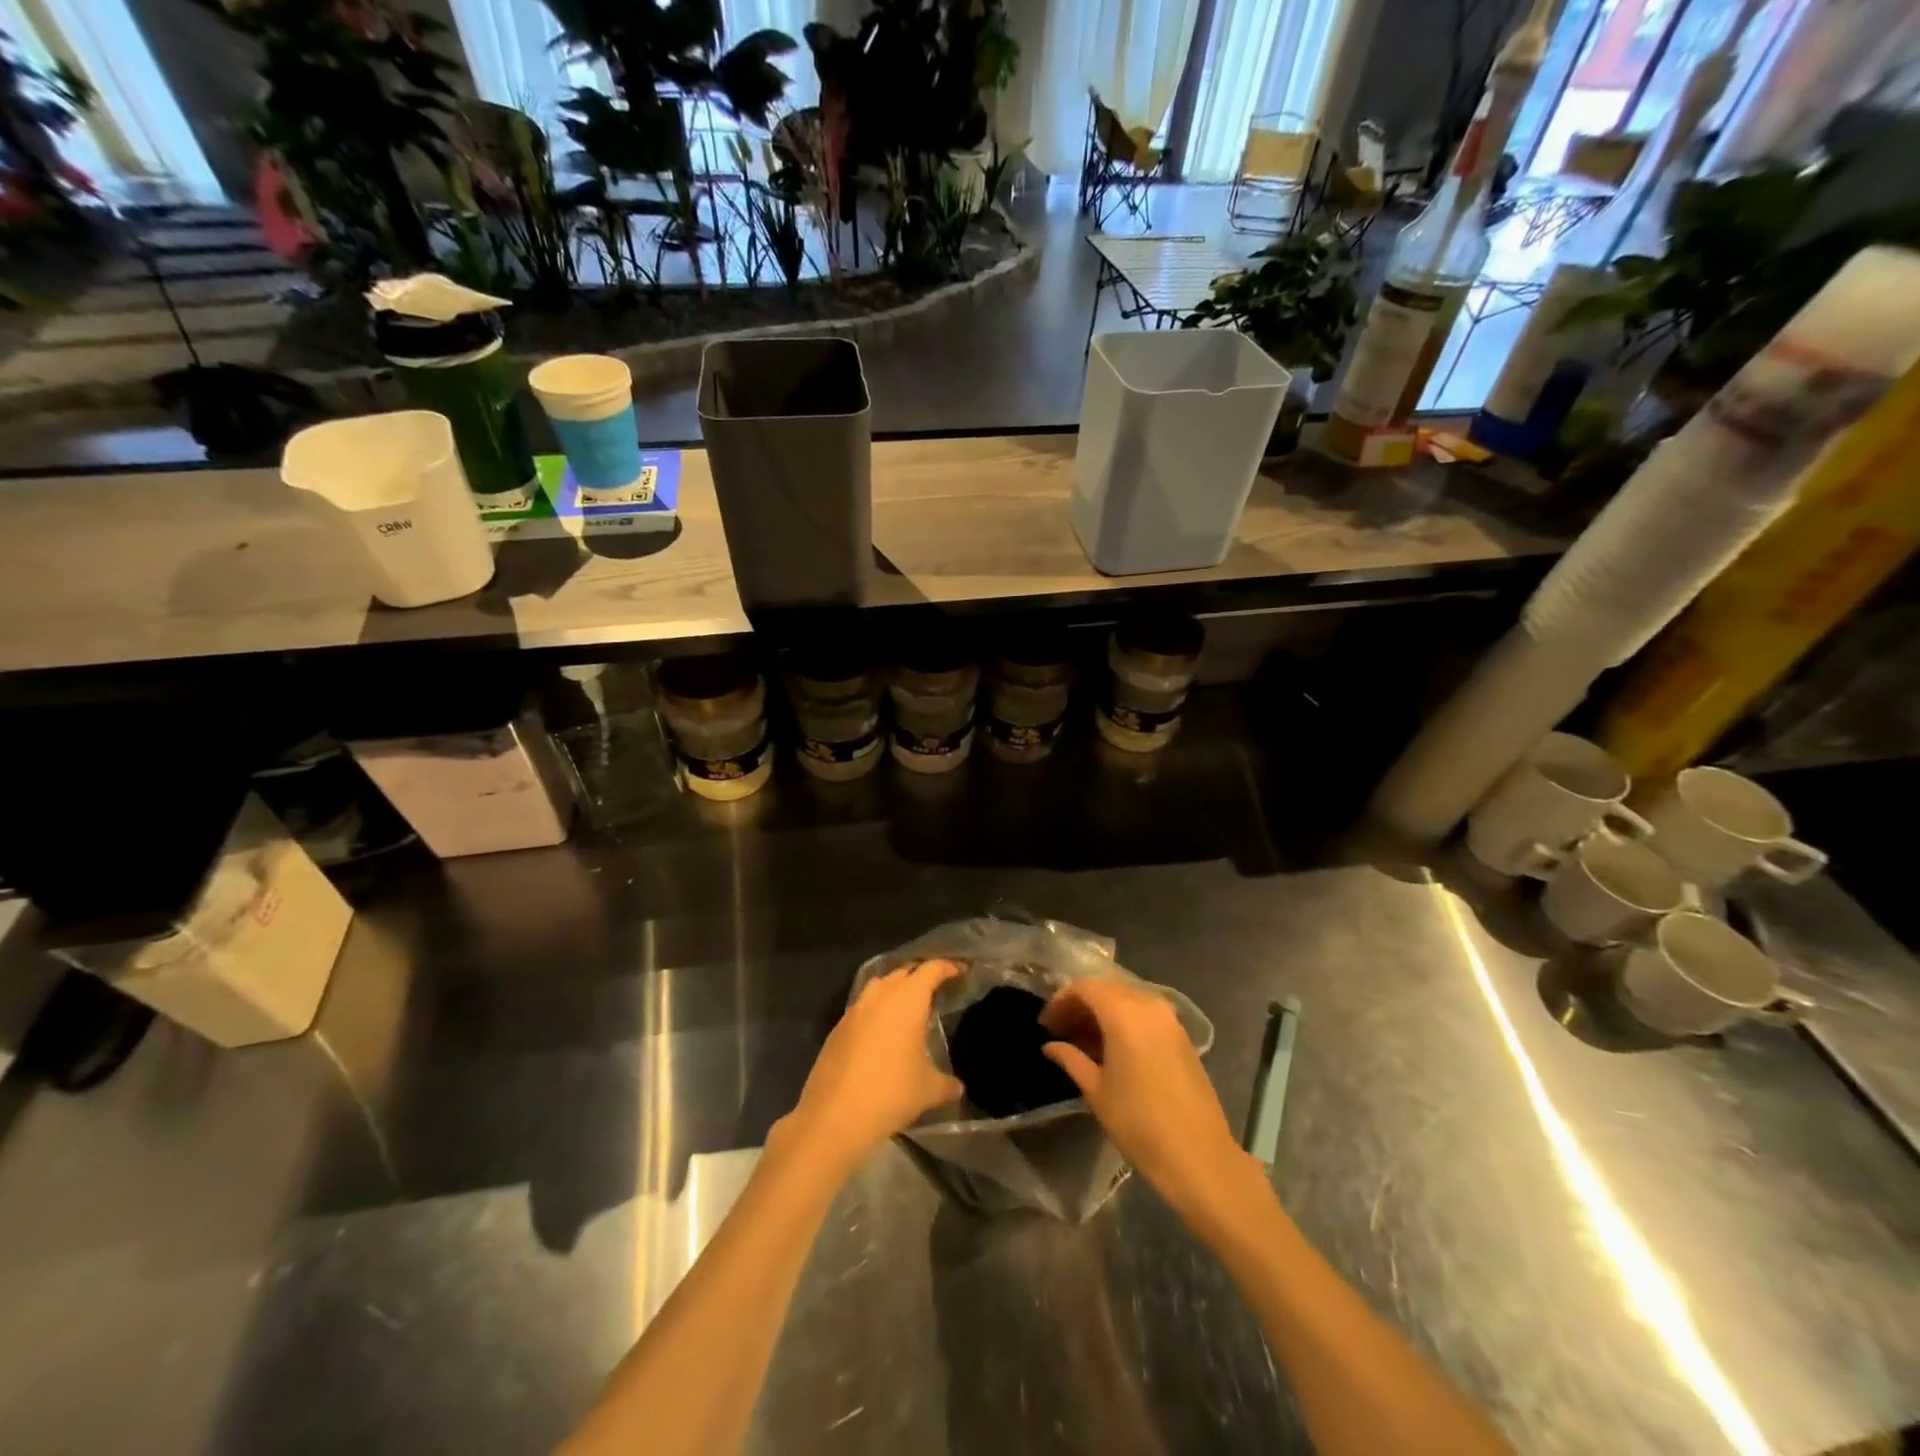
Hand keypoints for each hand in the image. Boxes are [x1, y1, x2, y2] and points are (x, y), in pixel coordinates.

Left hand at [783, 959, 964, 1177]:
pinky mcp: (838, 1028)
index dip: (948, 967)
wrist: (834, 1115)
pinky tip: (883, 1032)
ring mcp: (855, 1009)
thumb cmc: (890, 1093)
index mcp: (908, 999)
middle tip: (937, 988)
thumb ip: (947, 1083)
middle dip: (921, 976)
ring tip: (909, 1006)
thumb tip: (957, 1086)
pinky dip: (877, 1010)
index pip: (931, 969)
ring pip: (880, 986)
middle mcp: (881, 995)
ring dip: (896, 989)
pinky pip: (863, 1007)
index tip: (961, 971)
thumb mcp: (929, 1090)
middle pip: (904, 972)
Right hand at [1041, 978, 1257, 1218]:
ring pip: (1126, 999)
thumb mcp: (1096, 1091)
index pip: (1085, 987)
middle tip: (1061, 1030)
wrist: (1199, 1157)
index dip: (1062, 1000)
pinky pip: (1144, 1014)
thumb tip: (1051, 1046)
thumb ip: (1071, 1059)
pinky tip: (1111, 1049)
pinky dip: (1124, 1021)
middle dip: (1081, 1004)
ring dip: (1102, 1013)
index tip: (1046, 1024)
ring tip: (1082, 1041)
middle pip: (1106, 989)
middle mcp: (1149, 1005)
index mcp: (1125, 1013)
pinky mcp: (1181, 1035)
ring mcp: (1169, 1019)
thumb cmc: (1139, 1123)